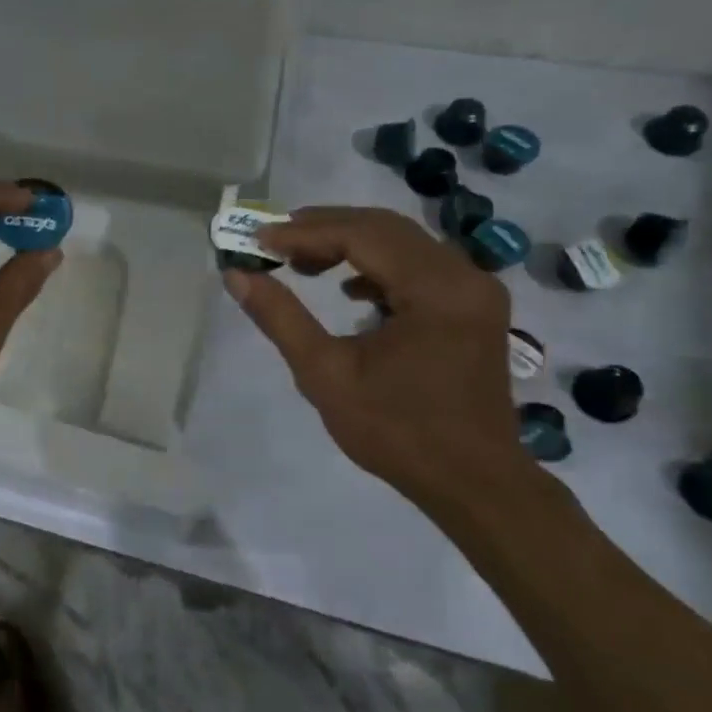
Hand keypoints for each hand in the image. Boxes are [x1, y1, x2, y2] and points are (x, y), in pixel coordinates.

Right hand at [221, 206, 530, 515]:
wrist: (473, 483)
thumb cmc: (397, 432)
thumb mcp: (326, 375)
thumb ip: (281, 318)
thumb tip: (237, 275)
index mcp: (435, 289)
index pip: (362, 235)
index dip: (304, 233)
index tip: (258, 241)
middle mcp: (463, 276)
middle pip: (384, 228)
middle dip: (325, 228)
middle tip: (275, 241)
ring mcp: (474, 290)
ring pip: (402, 242)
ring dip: (350, 243)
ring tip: (302, 261)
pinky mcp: (472, 307)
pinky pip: (419, 265)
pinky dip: (378, 265)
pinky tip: (348, 290)